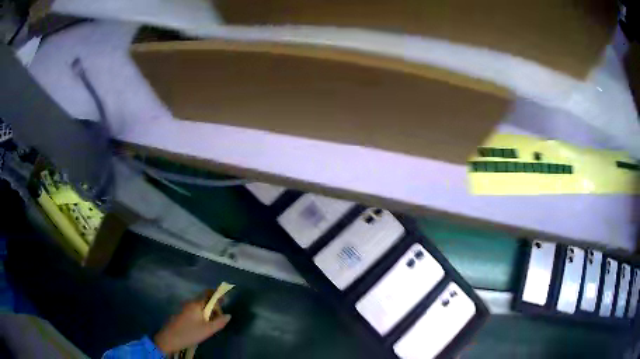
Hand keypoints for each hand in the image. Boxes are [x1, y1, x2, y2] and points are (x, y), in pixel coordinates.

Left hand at [153, 292, 231, 354]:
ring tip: (212, 325)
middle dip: (214, 308)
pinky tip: (202, 327)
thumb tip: (228, 315)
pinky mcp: (181, 314)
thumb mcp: (207, 330)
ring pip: (200, 307)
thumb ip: (219, 322)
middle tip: (219, 320)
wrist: (169, 339)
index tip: (225, 303)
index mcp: (196, 304)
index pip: (208, 293)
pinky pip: (195, 311)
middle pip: (205, 300)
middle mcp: (189, 303)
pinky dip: (201, 316)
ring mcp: (184, 308)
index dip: (217, 296)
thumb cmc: (189, 333)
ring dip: (208, 313)